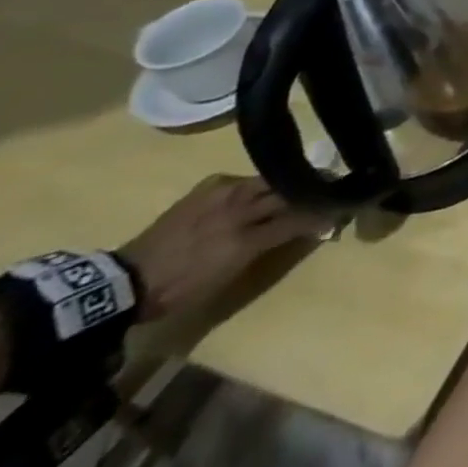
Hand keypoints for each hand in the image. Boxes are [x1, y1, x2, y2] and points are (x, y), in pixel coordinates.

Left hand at [121, 176, 323, 320]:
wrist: (127, 282)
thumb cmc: (182, 288)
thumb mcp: (231, 276)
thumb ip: (272, 247)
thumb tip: (310, 228)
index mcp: (246, 239)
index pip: (298, 218)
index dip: (321, 214)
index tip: (339, 211)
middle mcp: (239, 210)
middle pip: (288, 193)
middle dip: (313, 191)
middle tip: (330, 190)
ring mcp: (223, 193)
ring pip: (270, 180)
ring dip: (290, 182)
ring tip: (304, 182)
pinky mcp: (208, 186)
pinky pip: (244, 178)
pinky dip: (260, 182)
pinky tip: (261, 188)